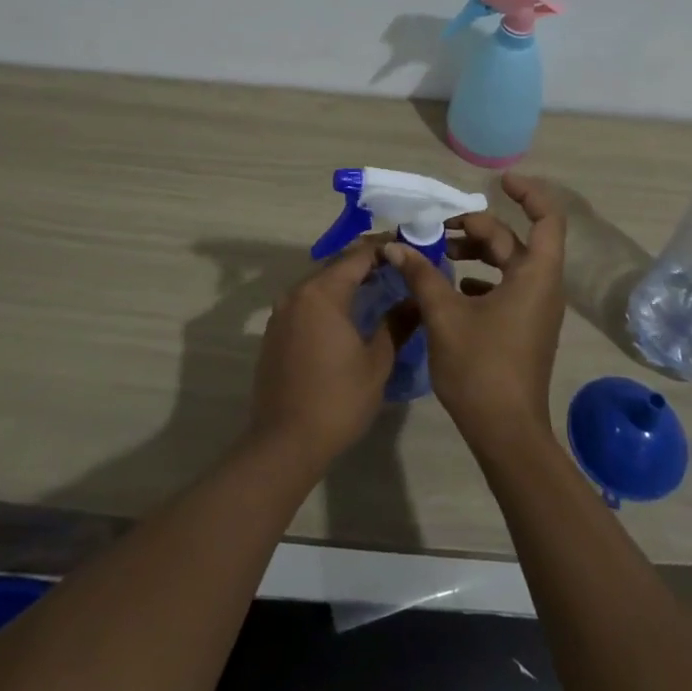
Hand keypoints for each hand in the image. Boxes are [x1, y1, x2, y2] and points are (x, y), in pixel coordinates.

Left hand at [246, 239, 409, 474]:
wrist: (285, 442)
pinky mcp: (275, 332)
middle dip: (366, 264)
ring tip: (379, 289)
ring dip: (346, 283)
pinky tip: (349, 316)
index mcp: (322, 293)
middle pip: (336, 266)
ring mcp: (281, 313)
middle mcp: (297, 293)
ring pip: (319, 284)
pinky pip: (306, 304)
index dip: (384, 249)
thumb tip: (416, 300)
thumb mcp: (377, 362)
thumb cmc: (338, 400)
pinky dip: (328, 302)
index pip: (358, 256)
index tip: (409, 248)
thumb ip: (397, 324)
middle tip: (399, 268)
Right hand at [381, 172, 567, 458]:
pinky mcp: (523, 327)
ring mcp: (534, 309)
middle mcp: (541, 286)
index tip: (500, 181)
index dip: (528, 193)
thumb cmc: (481, 368)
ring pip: (507, 264)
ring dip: (475, 253)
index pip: (547, 218)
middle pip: (513, 240)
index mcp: (535, 276)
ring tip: (438, 253)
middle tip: (435, 229)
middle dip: (476, 228)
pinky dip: (480, 278)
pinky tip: (450, 286)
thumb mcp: (445, 315)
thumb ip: (421, 274)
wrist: (506, 433)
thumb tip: (394, 246)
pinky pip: (504, 287)